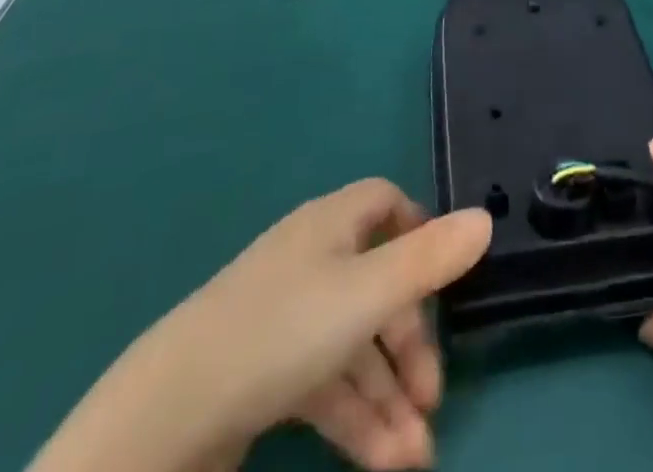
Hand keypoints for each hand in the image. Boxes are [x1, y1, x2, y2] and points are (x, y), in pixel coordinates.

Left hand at [30, 180, 491, 471]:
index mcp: (331, 225)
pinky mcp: (262, 377)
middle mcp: (310, 261)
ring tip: (414, 460)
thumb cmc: (282, 333)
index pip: (385, 205)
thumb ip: (430, 259)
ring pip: (353, 349)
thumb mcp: (367, 295)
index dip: (419, 233)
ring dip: (388, 400)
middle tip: (433, 402)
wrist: (166, 421)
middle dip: (409, 346)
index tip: (445, 281)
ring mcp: (283, 320)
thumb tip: (486, 217)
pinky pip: (324, 386)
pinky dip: (355, 420)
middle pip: (376, 287)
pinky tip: (382, 463)